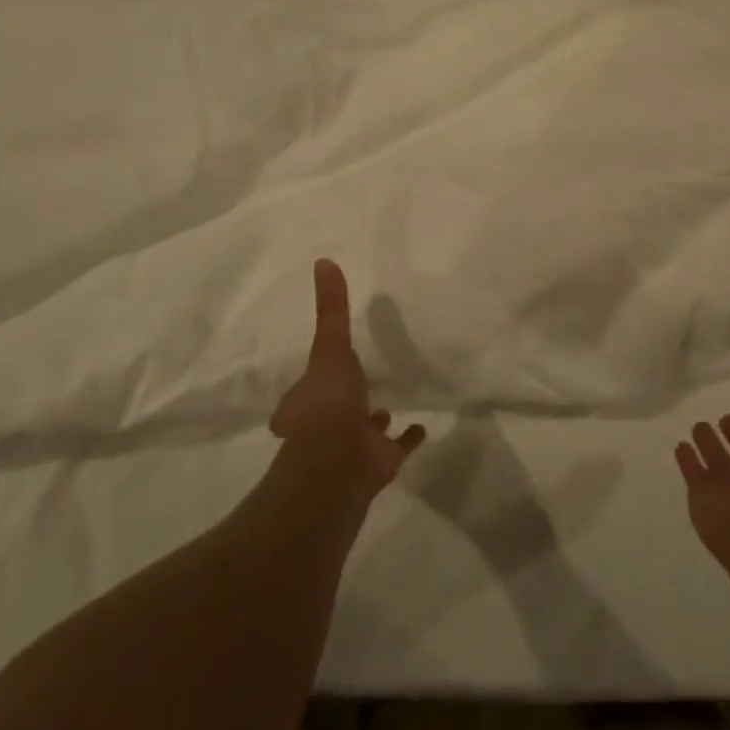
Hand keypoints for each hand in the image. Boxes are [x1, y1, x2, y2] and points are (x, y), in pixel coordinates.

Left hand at [269, 259, 424, 492]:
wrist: (339, 468)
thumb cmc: (328, 405)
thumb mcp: (329, 348)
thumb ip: (331, 309)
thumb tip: (322, 261)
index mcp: (307, 400)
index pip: (311, 384)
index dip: (319, 374)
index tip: (331, 359)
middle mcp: (325, 426)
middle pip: (337, 406)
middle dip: (349, 394)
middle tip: (364, 378)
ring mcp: (352, 447)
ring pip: (365, 427)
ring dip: (376, 416)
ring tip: (392, 400)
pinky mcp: (379, 464)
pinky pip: (397, 447)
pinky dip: (408, 438)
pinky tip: (422, 426)